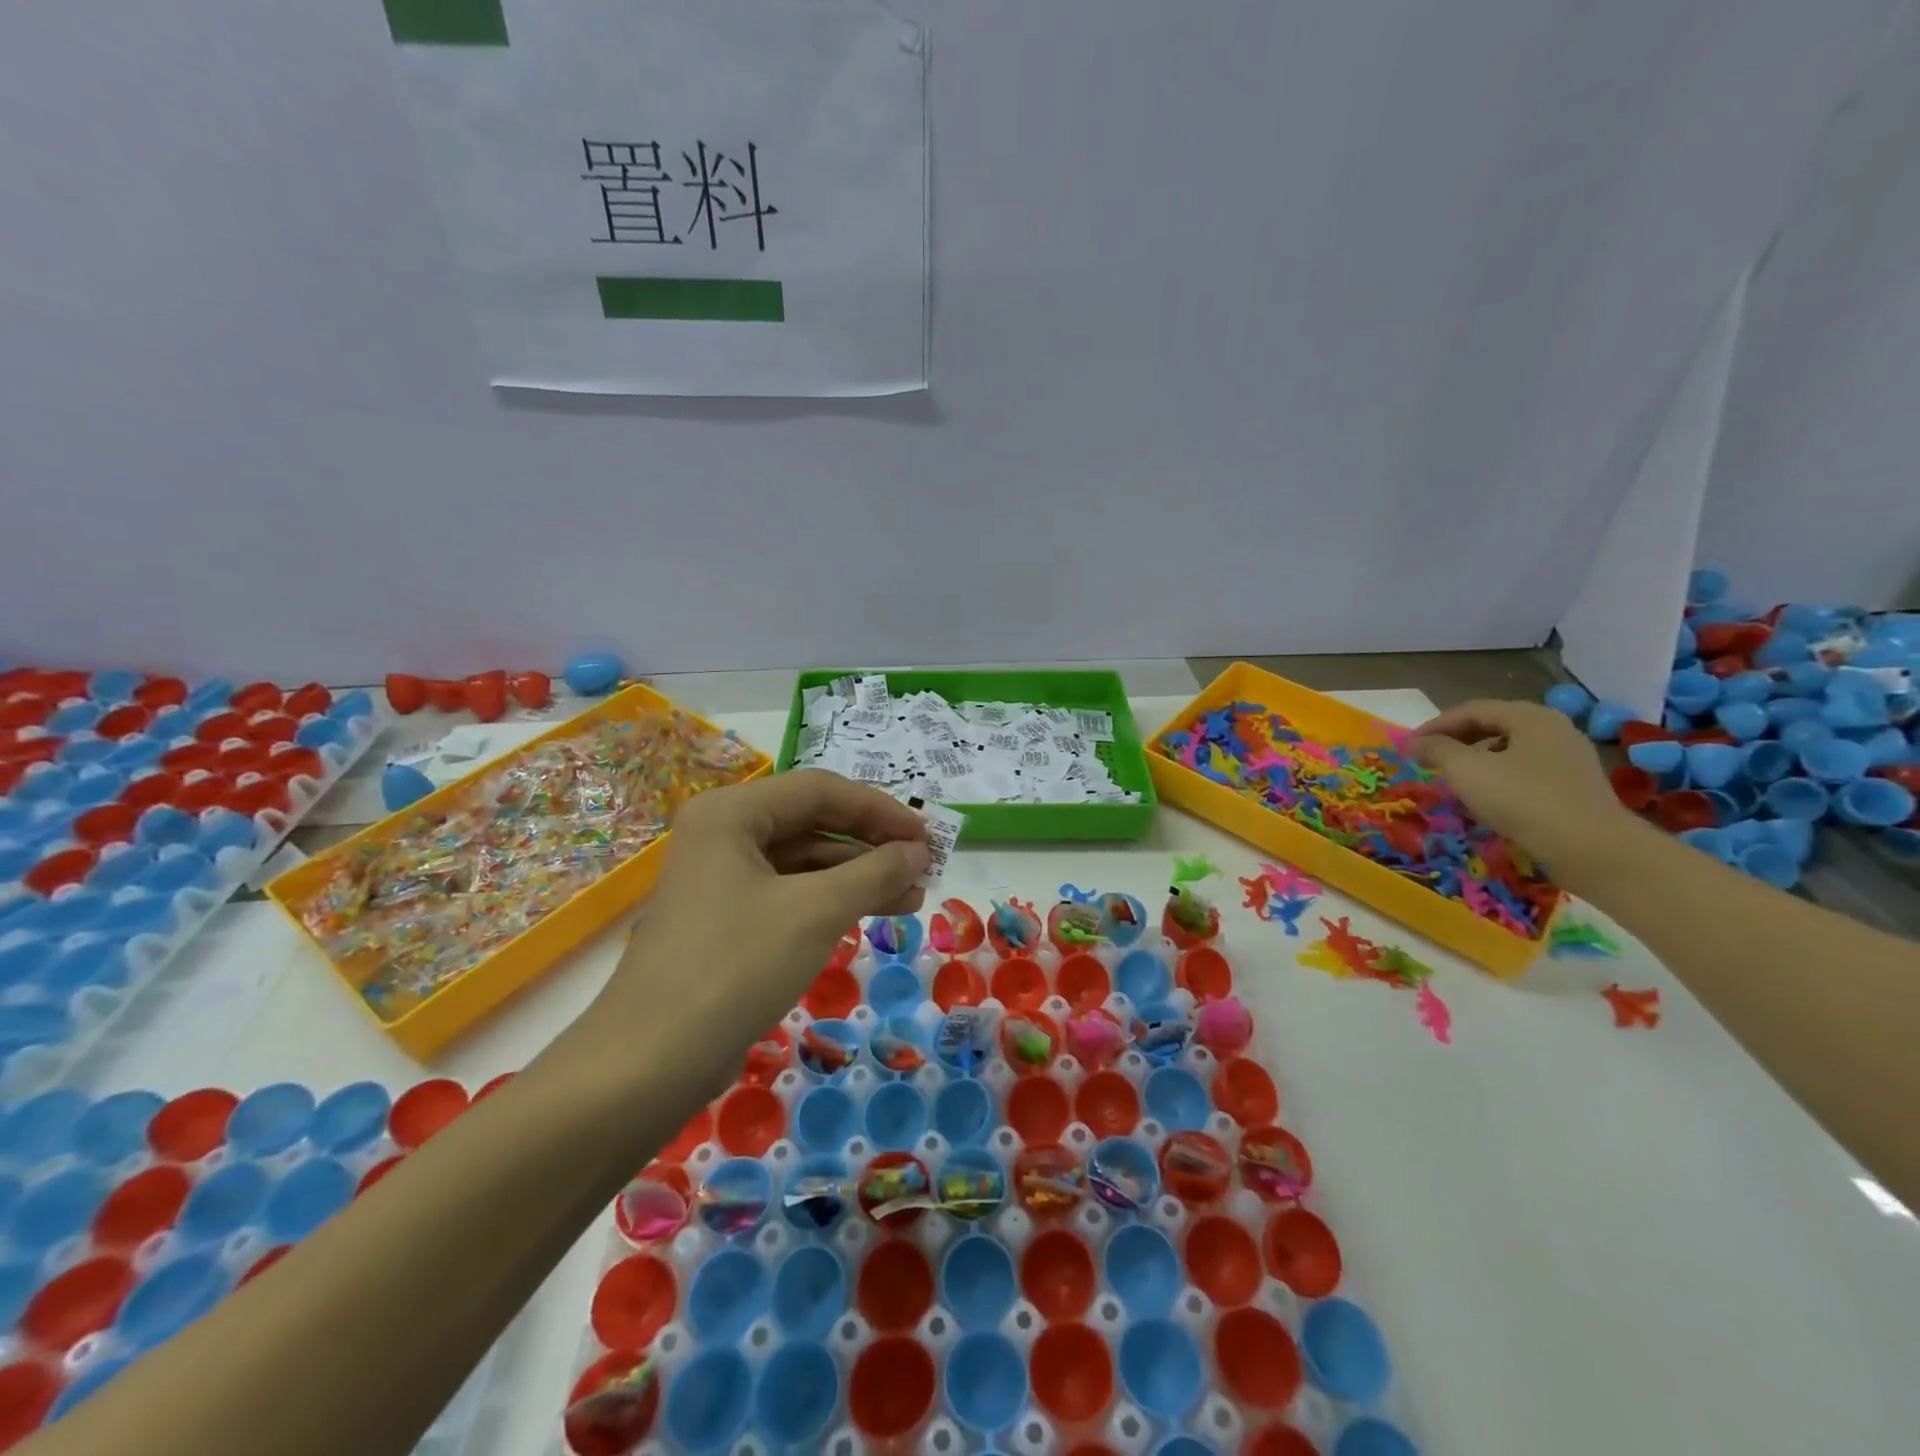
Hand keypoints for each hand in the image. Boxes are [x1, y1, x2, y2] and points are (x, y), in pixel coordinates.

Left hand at [592, 771, 929, 1071]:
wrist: (649, 1063)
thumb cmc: (736, 967)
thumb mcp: (816, 912)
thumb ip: (875, 872)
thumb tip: (918, 852)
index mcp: (733, 813)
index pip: (822, 791)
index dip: (881, 810)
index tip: (928, 837)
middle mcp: (724, 833)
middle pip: (813, 823)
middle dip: (872, 846)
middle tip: (924, 869)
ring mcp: (722, 878)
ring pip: (805, 862)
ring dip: (858, 876)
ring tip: (911, 898)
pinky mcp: (726, 918)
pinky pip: (790, 893)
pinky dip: (831, 901)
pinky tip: (871, 915)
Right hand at [1410, 699, 1639, 871]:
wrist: (1590, 848)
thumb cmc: (1522, 799)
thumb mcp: (1466, 770)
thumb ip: (1437, 750)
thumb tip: (1417, 742)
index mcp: (1530, 717)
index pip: (1473, 710)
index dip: (1436, 725)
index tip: (1410, 746)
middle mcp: (1554, 730)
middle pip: (1495, 726)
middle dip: (1457, 740)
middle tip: (1429, 759)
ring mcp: (1569, 759)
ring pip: (1511, 750)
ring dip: (1477, 759)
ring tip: (1454, 778)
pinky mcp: (1575, 787)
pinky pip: (1527, 772)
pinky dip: (1499, 777)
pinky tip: (1486, 798)